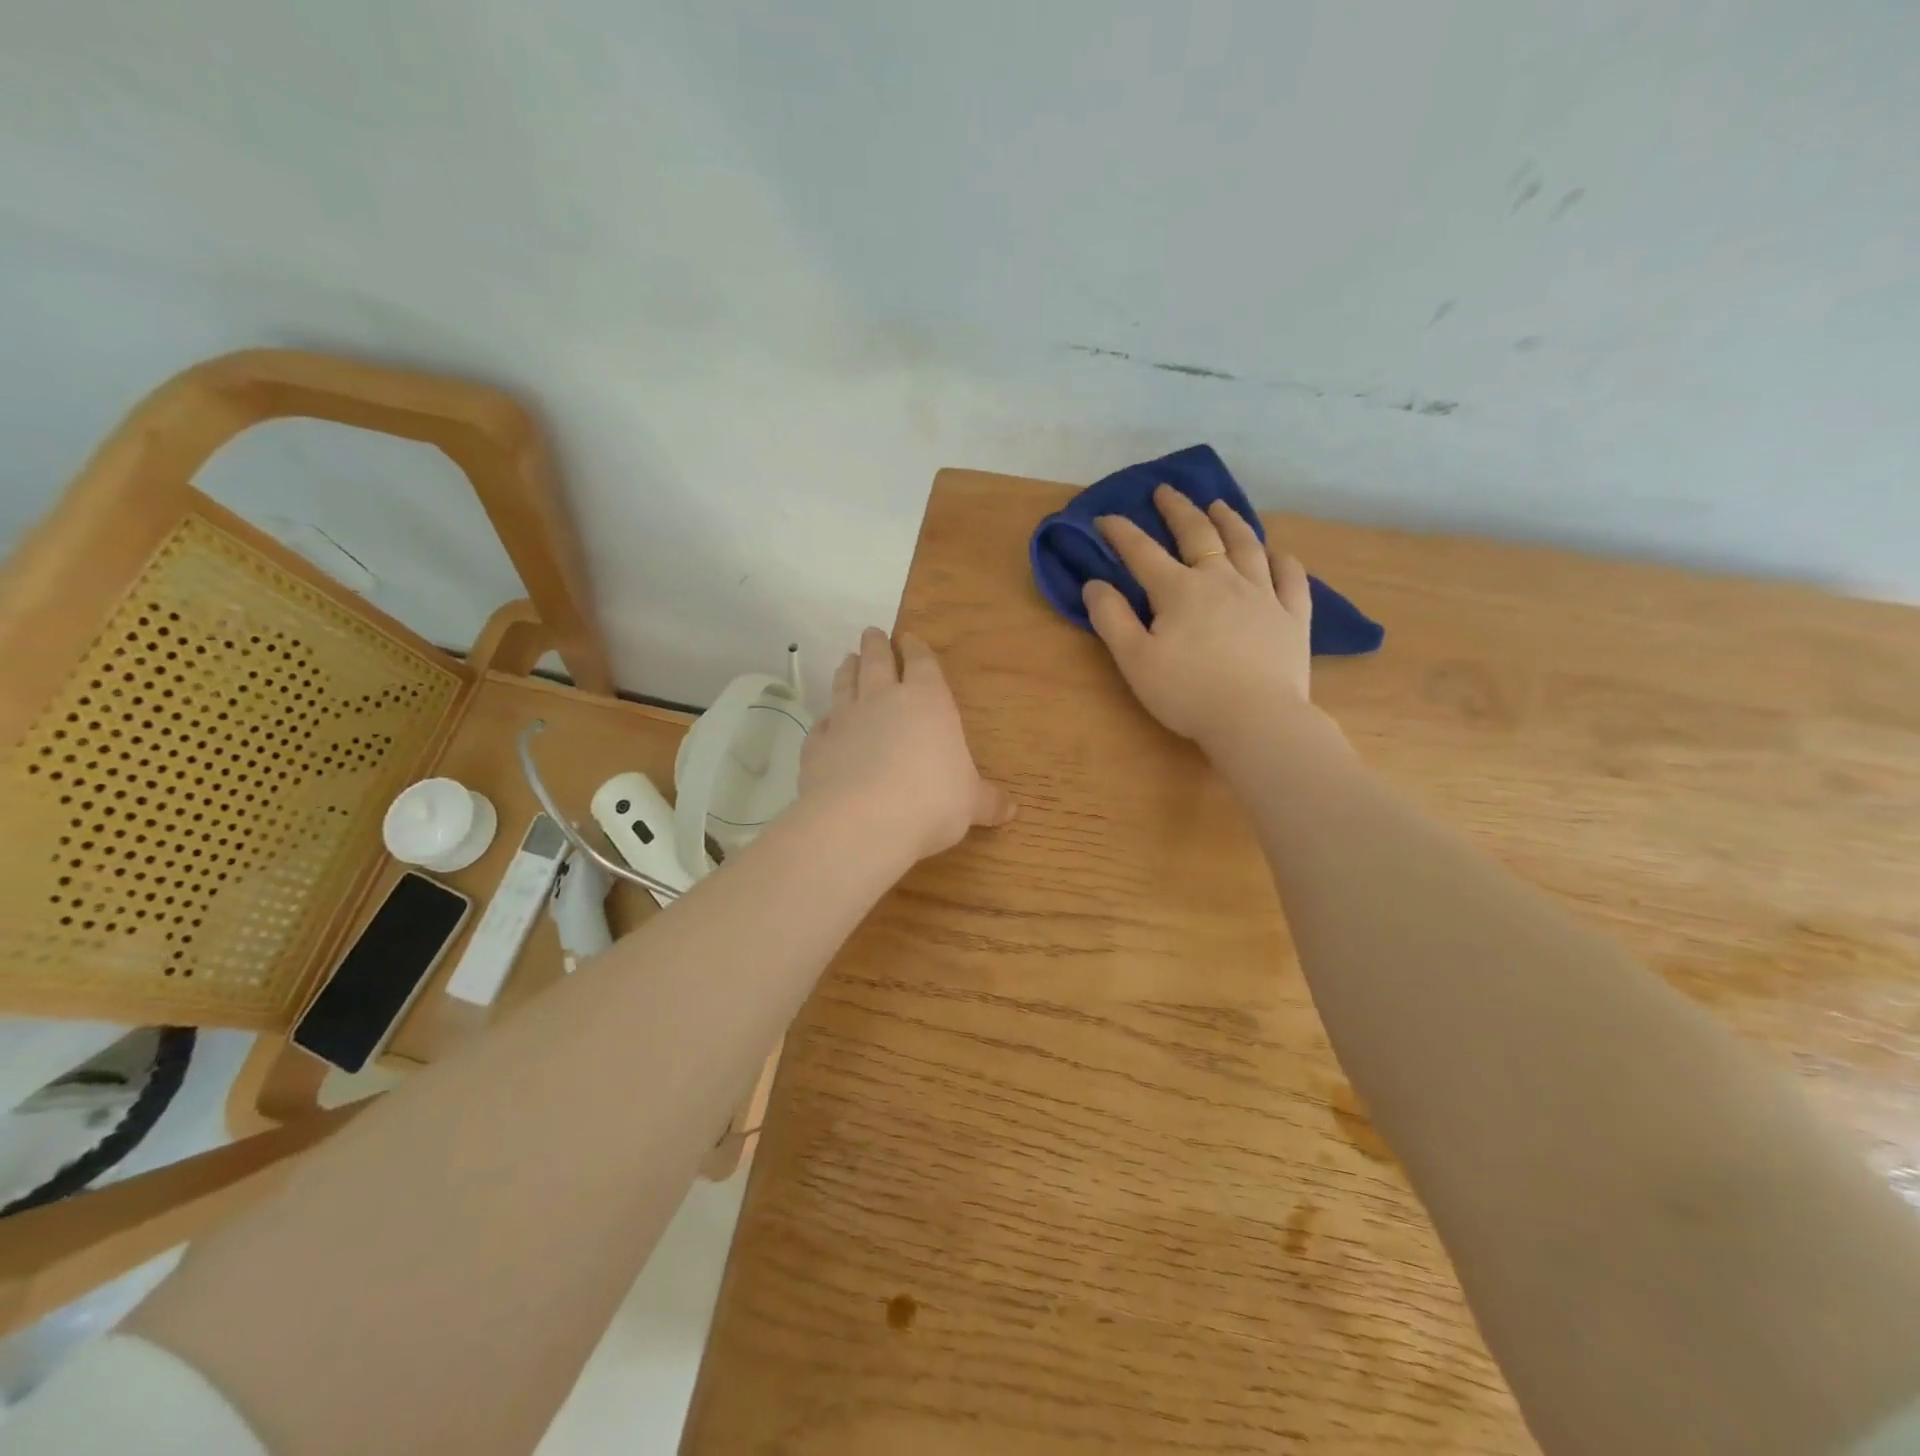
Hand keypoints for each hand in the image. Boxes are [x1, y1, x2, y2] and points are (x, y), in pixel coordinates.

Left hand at [801, 628, 1014, 864]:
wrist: (862, 820)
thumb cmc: (931, 801)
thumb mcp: (970, 803)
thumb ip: (986, 801)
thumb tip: (1012, 809)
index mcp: (928, 701)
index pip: (922, 663)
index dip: (916, 648)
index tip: (910, 638)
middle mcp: (884, 699)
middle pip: (876, 661)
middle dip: (876, 645)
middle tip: (872, 633)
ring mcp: (846, 719)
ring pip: (844, 683)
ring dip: (847, 669)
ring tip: (847, 659)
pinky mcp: (817, 745)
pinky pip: (822, 724)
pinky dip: (825, 720)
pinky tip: (825, 722)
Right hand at [1084, 485, 1317, 751]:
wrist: (1255, 719)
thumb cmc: (1187, 693)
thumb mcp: (1135, 660)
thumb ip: (1111, 619)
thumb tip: (1094, 584)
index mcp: (1179, 590)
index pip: (1142, 552)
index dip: (1120, 532)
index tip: (1104, 518)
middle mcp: (1221, 580)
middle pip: (1198, 534)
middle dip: (1178, 510)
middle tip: (1166, 491)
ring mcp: (1262, 594)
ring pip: (1246, 545)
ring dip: (1230, 521)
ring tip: (1219, 506)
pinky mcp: (1292, 616)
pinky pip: (1290, 577)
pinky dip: (1281, 560)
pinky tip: (1276, 554)